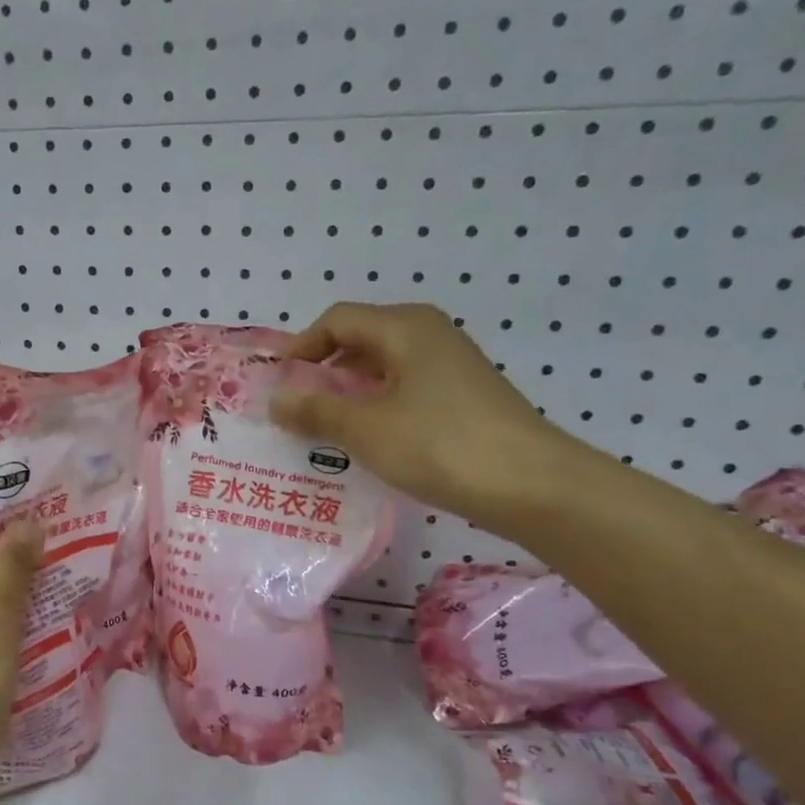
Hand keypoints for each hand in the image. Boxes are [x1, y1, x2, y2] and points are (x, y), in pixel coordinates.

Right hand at [270, 302, 594, 536]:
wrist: (530, 484)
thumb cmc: (439, 445)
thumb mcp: (365, 429)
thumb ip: (316, 411)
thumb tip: (275, 400)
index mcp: (405, 327)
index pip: (337, 320)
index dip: (301, 347)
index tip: (276, 381)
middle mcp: (430, 335)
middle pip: (361, 340)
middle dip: (323, 372)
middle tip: (295, 408)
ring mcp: (451, 367)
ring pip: (384, 369)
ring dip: (349, 394)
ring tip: (323, 430)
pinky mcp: (464, 398)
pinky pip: (406, 391)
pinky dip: (377, 408)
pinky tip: (368, 443)